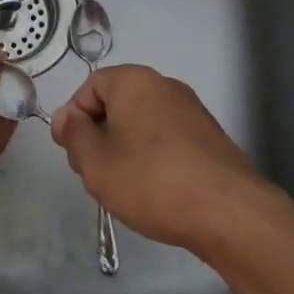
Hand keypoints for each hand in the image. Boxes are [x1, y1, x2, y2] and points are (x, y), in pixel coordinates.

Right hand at [49, 64, 266, 254]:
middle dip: (100, 135)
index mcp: (134, 80)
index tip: (74, 154)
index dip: (75, 118)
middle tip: (95, 173)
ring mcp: (192, 110)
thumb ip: (74, 135)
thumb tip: (65, 116)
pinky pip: (168, 138)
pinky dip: (155, 157)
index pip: (90, 86)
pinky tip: (156, 190)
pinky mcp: (210, 137)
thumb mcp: (96, 163)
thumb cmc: (151, 181)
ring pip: (143, 122)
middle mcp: (164, 85)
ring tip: (125, 186)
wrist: (228, 212)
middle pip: (117, 103)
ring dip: (126, 148)